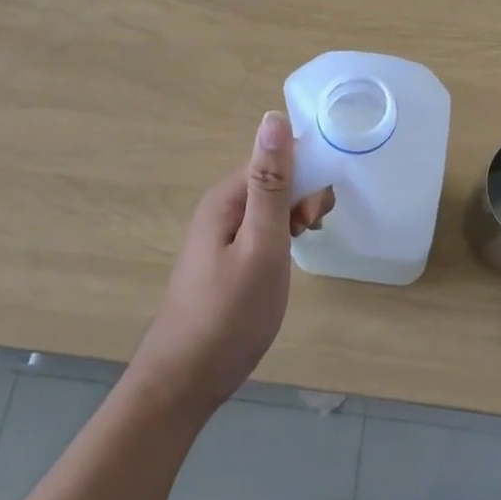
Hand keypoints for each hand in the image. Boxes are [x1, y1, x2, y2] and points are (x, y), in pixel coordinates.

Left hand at [129, 112, 334, 412]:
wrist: (184, 381)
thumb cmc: (229, 314)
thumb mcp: (261, 246)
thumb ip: (271, 183)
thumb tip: (273, 118)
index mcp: (227, 197)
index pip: (276, 156)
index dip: (305, 175)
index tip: (316, 215)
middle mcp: (221, 207)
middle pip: (274, 177)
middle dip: (303, 196)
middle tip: (311, 233)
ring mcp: (221, 234)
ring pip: (271, 205)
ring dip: (295, 216)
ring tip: (304, 246)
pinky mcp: (226, 257)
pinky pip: (262, 228)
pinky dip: (283, 235)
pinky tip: (290, 257)